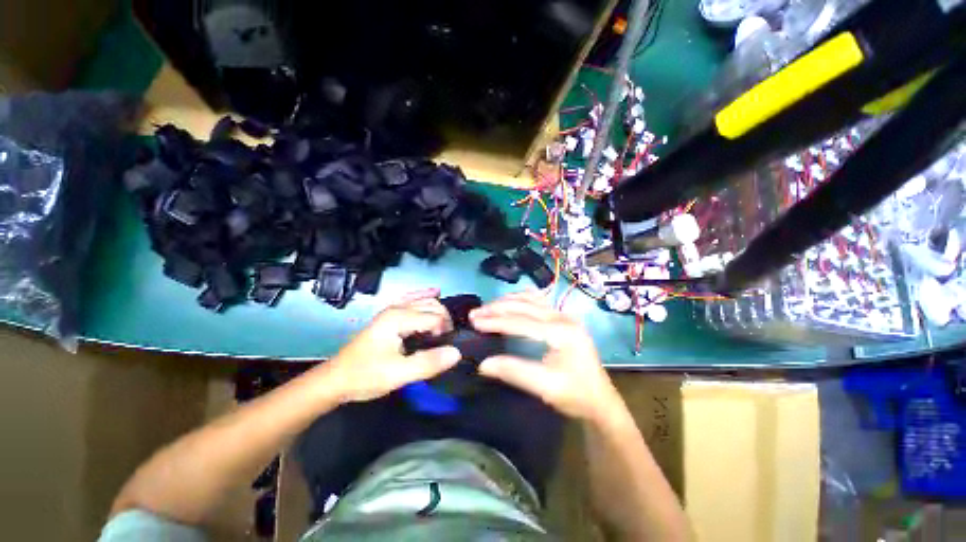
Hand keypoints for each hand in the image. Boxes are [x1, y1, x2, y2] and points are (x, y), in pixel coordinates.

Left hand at [324, 288, 460, 402]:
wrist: (336, 380)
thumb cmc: (365, 376)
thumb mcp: (398, 374)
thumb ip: (428, 363)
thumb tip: (457, 352)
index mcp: (398, 318)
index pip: (435, 316)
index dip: (444, 331)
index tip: (445, 348)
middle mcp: (396, 308)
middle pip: (431, 305)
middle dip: (444, 320)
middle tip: (446, 341)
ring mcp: (391, 309)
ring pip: (423, 300)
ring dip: (438, 311)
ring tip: (444, 328)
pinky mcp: (389, 315)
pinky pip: (411, 299)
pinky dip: (424, 296)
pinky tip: (434, 292)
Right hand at [470, 291, 619, 420]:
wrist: (601, 401)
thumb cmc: (576, 395)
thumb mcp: (546, 387)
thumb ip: (515, 372)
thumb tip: (483, 364)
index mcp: (562, 332)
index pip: (522, 322)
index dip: (496, 321)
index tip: (474, 322)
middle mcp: (563, 317)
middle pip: (525, 305)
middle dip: (497, 308)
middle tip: (475, 314)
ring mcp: (564, 315)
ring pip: (530, 299)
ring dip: (506, 301)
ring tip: (486, 308)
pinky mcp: (562, 319)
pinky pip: (537, 301)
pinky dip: (519, 300)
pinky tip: (510, 302)